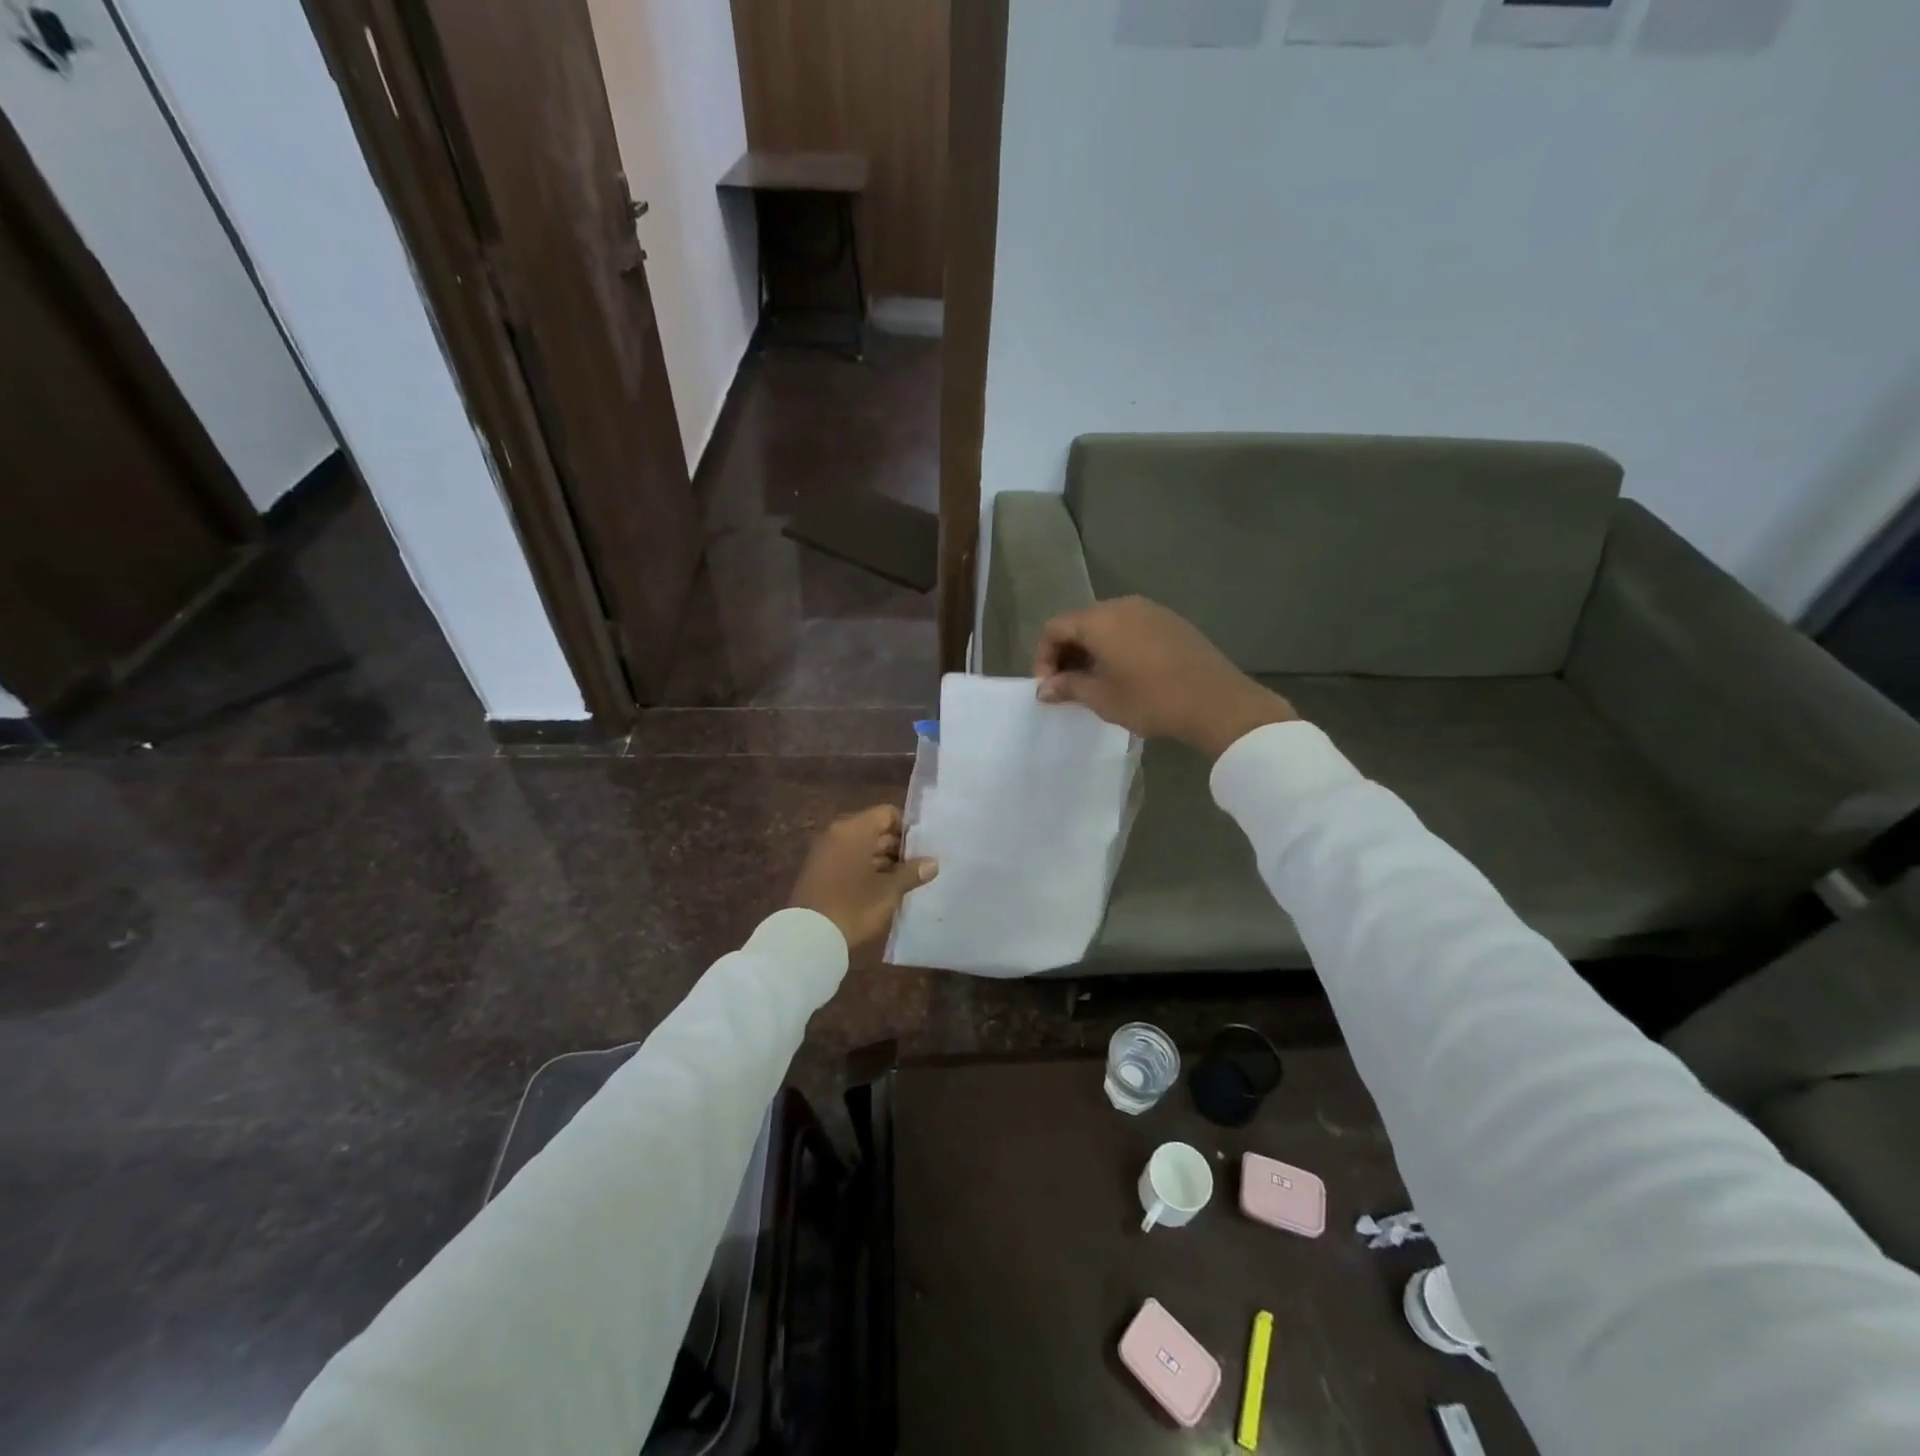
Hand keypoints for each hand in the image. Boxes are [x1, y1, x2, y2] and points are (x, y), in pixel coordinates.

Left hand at [788, 805, 937, 953]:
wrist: (807, 936)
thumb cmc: (853, 906)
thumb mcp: (888, 891)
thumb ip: (912, 872)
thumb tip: (933, 862)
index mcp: (854, 829)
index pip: (888, 814)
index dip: (907, 829)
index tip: (923, 849)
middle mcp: (838, 833)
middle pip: (875, 830)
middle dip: (897, 848)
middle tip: (919, 867)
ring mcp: (826, 852)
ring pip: (862, 847)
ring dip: (883, 861)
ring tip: (906, 881)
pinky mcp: (819, 871)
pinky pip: (849, 860)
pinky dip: (866, 870)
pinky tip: (883, 889)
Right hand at [1033, 596, 1296, 757]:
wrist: (1216, 702)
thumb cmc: (1150, 699)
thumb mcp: (1102, 698)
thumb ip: (1068, 687)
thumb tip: (1044, 688)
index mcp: (1099, 620)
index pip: (1055, 628)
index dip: (1044, 657)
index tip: (1049, 688)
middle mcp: (1122, 605)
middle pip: (1081, 622)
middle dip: (1068, 653)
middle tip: (1068, 686)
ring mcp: (1151, 610)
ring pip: (1107, 625)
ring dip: (1093, 651)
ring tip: (1095, 683)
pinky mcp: (1172, 622)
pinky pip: (1132, 628)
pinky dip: (1118, 647)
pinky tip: (1126, 674)